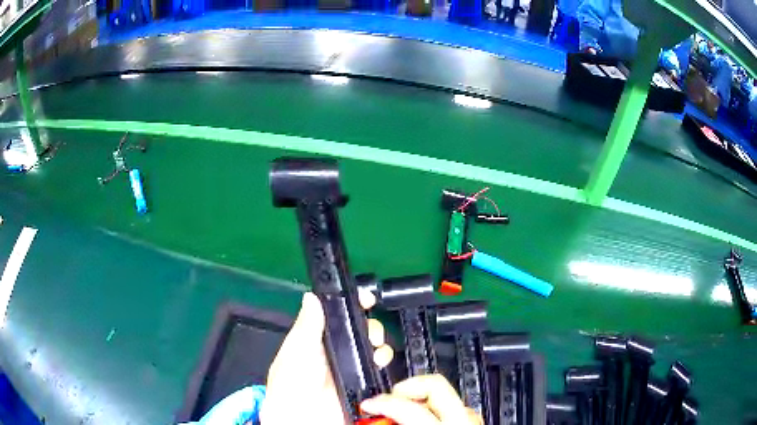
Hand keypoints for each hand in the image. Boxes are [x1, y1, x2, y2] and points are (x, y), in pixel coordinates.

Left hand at [260, 292, 391, 424]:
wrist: (304, 420)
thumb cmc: (291, 385)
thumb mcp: (296, 351)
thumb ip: (307, 325)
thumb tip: (311, 297)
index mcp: (316, 341)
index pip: (337, 316)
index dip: (352, 304)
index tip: (365, 298)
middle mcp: (336, 353)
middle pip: (361, 330)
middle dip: (370, 325)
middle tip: (369, 331)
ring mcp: (351, 369)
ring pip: (373, 347)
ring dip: (379, 343)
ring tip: (375, 349)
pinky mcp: (364, 384)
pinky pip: (380, 368)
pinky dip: (384, 361)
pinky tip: (379, 362)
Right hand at [360, 375, 482, 424]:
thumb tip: (372, 419)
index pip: (409, 406)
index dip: (382, 402)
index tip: (368, 405)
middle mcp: (462, 419)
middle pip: (435, 384)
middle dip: (406, 386)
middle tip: (388, 397)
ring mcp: (472, 419)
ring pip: (445, 393)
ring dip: (420, 398)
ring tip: (403, 411)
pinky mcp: (475, 422)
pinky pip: (454, 406)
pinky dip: (436, 408)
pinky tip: (424, 420)